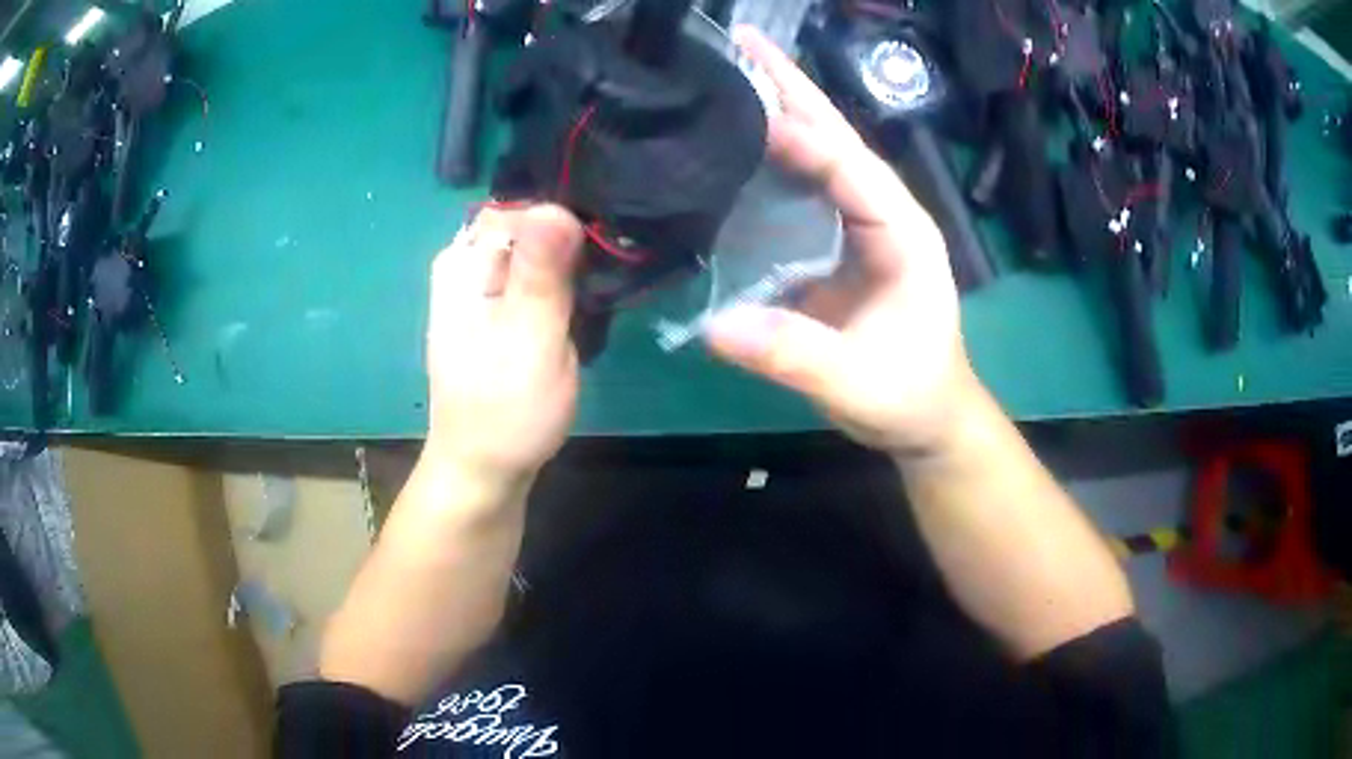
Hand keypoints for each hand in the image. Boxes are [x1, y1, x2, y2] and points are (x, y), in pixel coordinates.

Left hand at [424, 204, 583, 491]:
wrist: (484, 469)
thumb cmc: (507, 411)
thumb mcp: (529, 339)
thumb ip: (541, 273)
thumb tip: (557, 207)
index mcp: (464, 264)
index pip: (520, 209)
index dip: (563, 225)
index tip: (594, 259)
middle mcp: (466, 266)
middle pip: (527, 227)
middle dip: (568, 247)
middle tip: (594, 287)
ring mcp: (479, 290)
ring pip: (535, 253)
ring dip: (568, 269)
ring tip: (590, 302)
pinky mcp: (496, 311)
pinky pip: (534, 279)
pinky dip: (560, 288)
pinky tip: (576, 312)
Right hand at [708, 28, 978, 457]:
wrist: (926, 417)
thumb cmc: (908, 396)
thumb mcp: (857, 382)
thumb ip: (794, 355)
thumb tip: (714, 326)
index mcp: (902, 232)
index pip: (852, 166)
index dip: (802, 135)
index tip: (745, 106)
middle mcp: (882, 212)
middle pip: (836, 137)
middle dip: (792, 87)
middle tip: (741, 40)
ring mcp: (858, 224)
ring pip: (818, 154)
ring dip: (778, 109)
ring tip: (730, 72)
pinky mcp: (835, 242)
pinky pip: (799, 188)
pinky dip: (768, 158)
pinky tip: (733, 141)